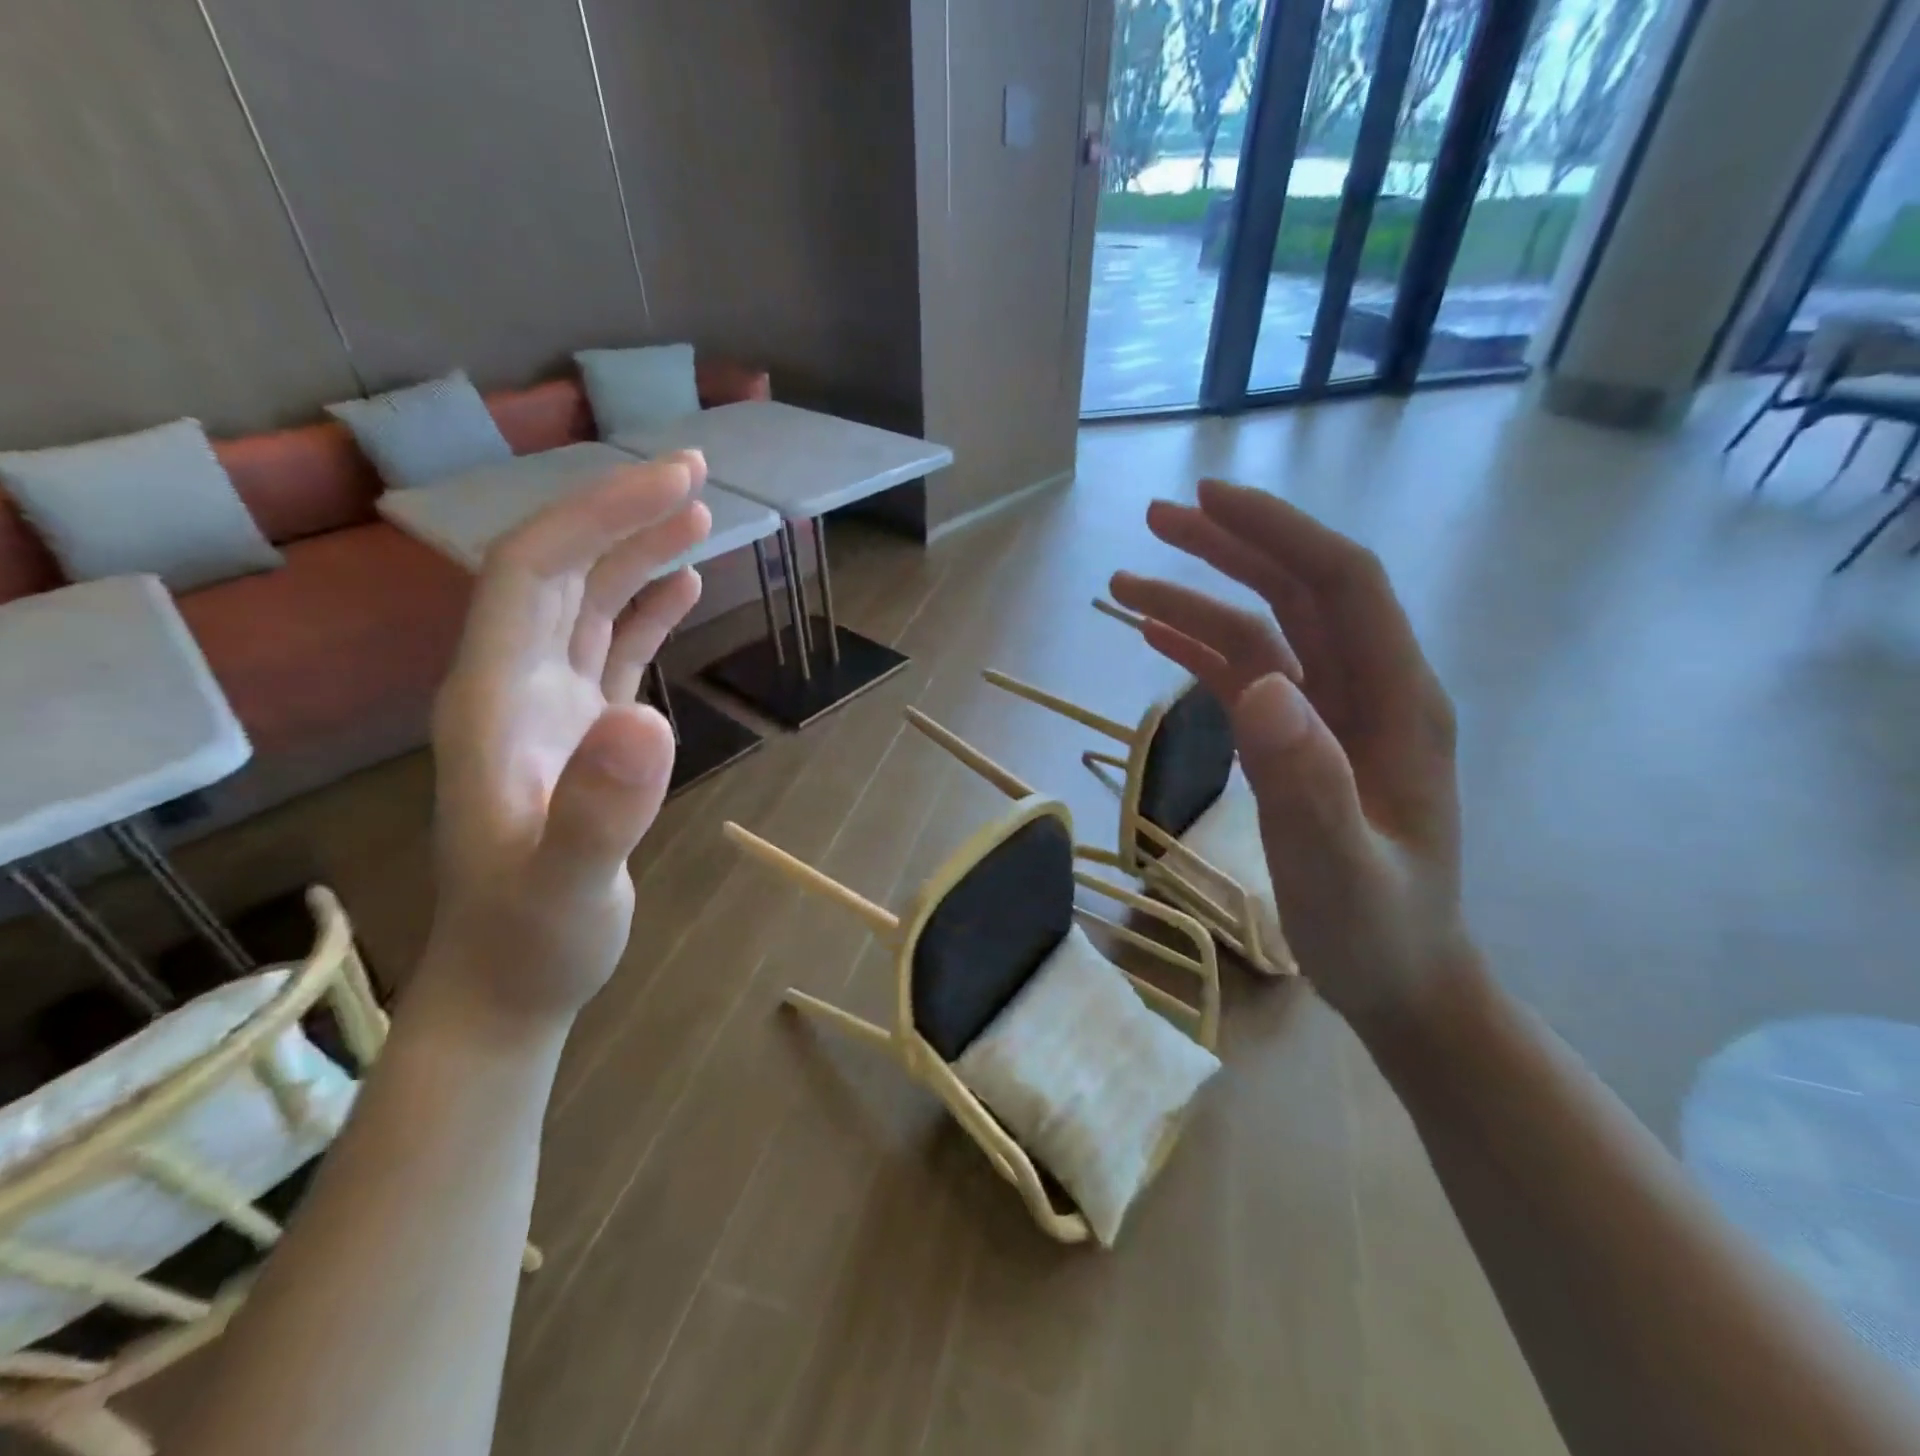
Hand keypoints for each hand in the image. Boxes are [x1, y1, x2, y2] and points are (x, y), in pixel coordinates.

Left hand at [422, 454, 711, 1027]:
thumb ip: (598, 808)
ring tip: (701, 516)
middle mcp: (513, 684)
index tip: (674, 483)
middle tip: (699, 475)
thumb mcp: (566, 884)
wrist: (511, 984)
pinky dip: (646, 609)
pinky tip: (683, 588)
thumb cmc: (533, 940)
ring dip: (638, 553)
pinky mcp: (580, 732)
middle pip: (560, 570)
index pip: (535, 571)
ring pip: (588, 603)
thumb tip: (649, 719)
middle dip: (623, 513)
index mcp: (494, 697)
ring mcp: (547, 708)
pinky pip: (610, 649)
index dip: (599, 514)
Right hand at [1109, 478, 1467, 1029]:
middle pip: (1298, 592)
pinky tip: (1153, 635)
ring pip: (1264, 630)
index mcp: (1398, 703)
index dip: (1278, 533)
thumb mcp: (1340, 868)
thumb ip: (1306, 780)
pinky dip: (1199, 650)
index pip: (1342, 584)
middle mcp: (1367, 691)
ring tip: (1124, 580)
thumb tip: (1261, 683)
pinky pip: (1246, 676)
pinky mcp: (1298, 740)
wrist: (1399, 978)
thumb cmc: (1377, 930)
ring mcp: (1329, 716)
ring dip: (1199, 597)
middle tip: (1155, 519)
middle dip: (1230, 547)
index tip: (1208, 501)